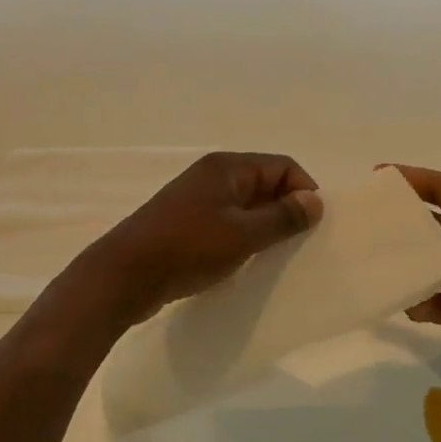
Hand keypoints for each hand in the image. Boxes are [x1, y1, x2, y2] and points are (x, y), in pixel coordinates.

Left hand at [80, 152, 323, 324]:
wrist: (125, 275)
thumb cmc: (188, 248)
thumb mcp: (243, 234)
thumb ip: (283, 217)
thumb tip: (315, 200)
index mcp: (227, 168)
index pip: (282, 166)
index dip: (303, 191)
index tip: (312, 226)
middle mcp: (211, 176)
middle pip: (263, 183)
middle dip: (285, 210)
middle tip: (298, 244)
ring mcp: (195, 201)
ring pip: (244, 207)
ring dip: (262, 227)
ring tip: (274, 256)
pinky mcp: (185, 225)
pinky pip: (225, 224)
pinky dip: (241, 238)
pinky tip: (245, 263)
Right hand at [392, 164, 440, 401]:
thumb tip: (401, 228)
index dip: (411, 180)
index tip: (375, 178)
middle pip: (429, 227)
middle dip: (398, 227)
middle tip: (358, 226)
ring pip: (425, 266)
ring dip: (403, 268)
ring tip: (370, 267)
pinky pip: (431, 302)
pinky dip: (416, 303)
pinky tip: (404, 306)